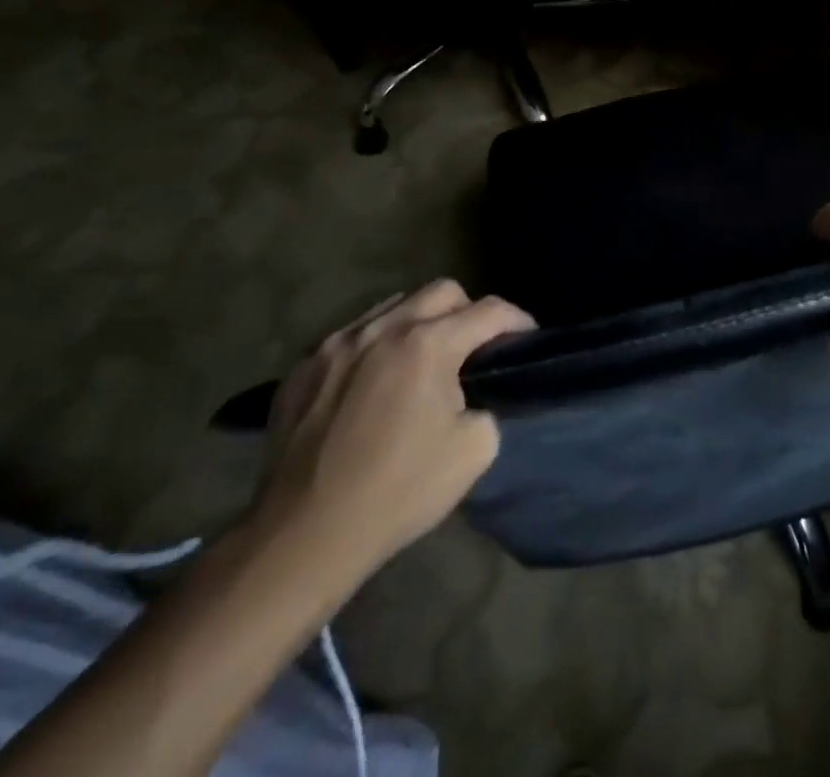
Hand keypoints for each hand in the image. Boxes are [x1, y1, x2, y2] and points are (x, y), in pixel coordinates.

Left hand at [251, 280, 533, 578]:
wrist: (302, 538)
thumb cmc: (397, 492)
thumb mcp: (474, 451)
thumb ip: (486, 404)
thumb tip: (473, 394)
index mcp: (428, 344)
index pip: (489, 311)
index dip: (517, 320)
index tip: (526, 336)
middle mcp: (383, 329)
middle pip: (443, 291)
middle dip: (468, 311)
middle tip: (473, 346)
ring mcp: (336, 344)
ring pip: (394, 305)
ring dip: (419, 322)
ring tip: (421, 358)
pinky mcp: (302, 367)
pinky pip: (352, 335)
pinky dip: (375, 345)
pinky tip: (373, 381)